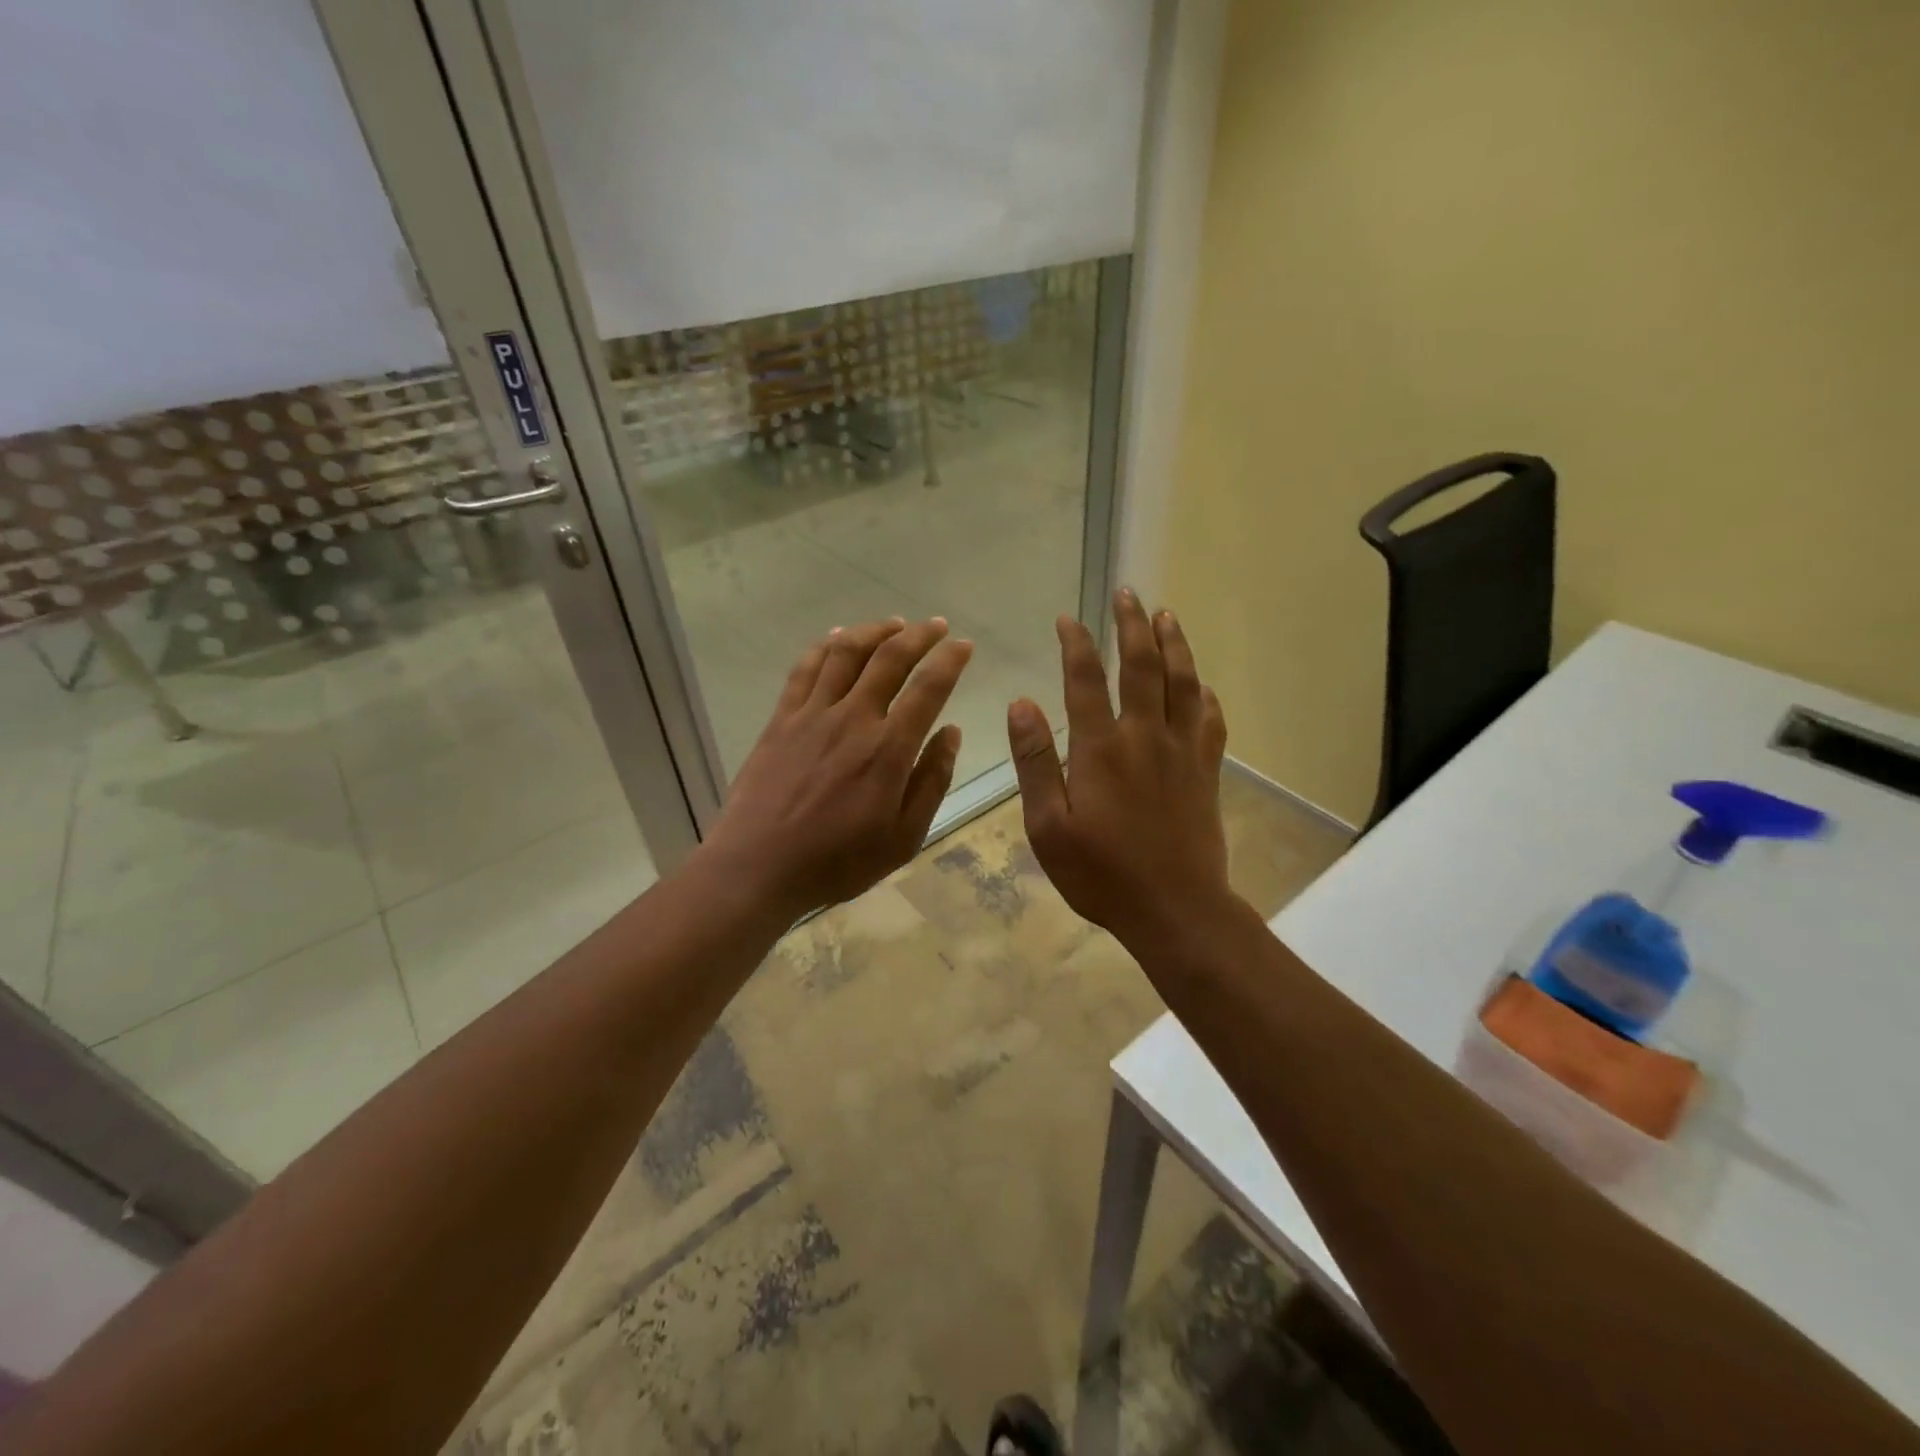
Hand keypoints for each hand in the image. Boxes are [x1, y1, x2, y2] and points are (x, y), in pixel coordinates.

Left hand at [696, 617, 972, 920]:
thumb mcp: (903, 837)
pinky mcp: (781, 719)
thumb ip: (931, 781)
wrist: (758, 866)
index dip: (950, 661)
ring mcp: (812, 715)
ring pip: (846, 653)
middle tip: (936, 625)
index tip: (963, 646)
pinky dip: (825, 646)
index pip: (928, 689)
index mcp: (888, 749)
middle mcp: (853, 719)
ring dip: (874, 631)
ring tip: (893, 624)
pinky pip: (805, 669)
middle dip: (918, 635)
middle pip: (889, 658)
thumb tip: (951, 732)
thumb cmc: (838, 861)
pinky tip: (837, 638)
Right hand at [1007, 590, 1235, 954]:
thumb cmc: (1102, 874)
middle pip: (1143, 666)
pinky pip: (1210, 721)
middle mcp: (1145, 737)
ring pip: (1183, 683)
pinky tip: (1202, 686)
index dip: (1076, 644)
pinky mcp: (1206, 772)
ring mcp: (1182, 752)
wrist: (1175, 909)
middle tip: (1128, 593)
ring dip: (1175, 644)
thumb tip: (1021, 704)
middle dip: (1133, 625)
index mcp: (1101, 748)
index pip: (1086, 680)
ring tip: (1167, 615)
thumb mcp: (1048, 826)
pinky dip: (1205, 696)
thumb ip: (1035, 762)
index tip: (1068, 619)